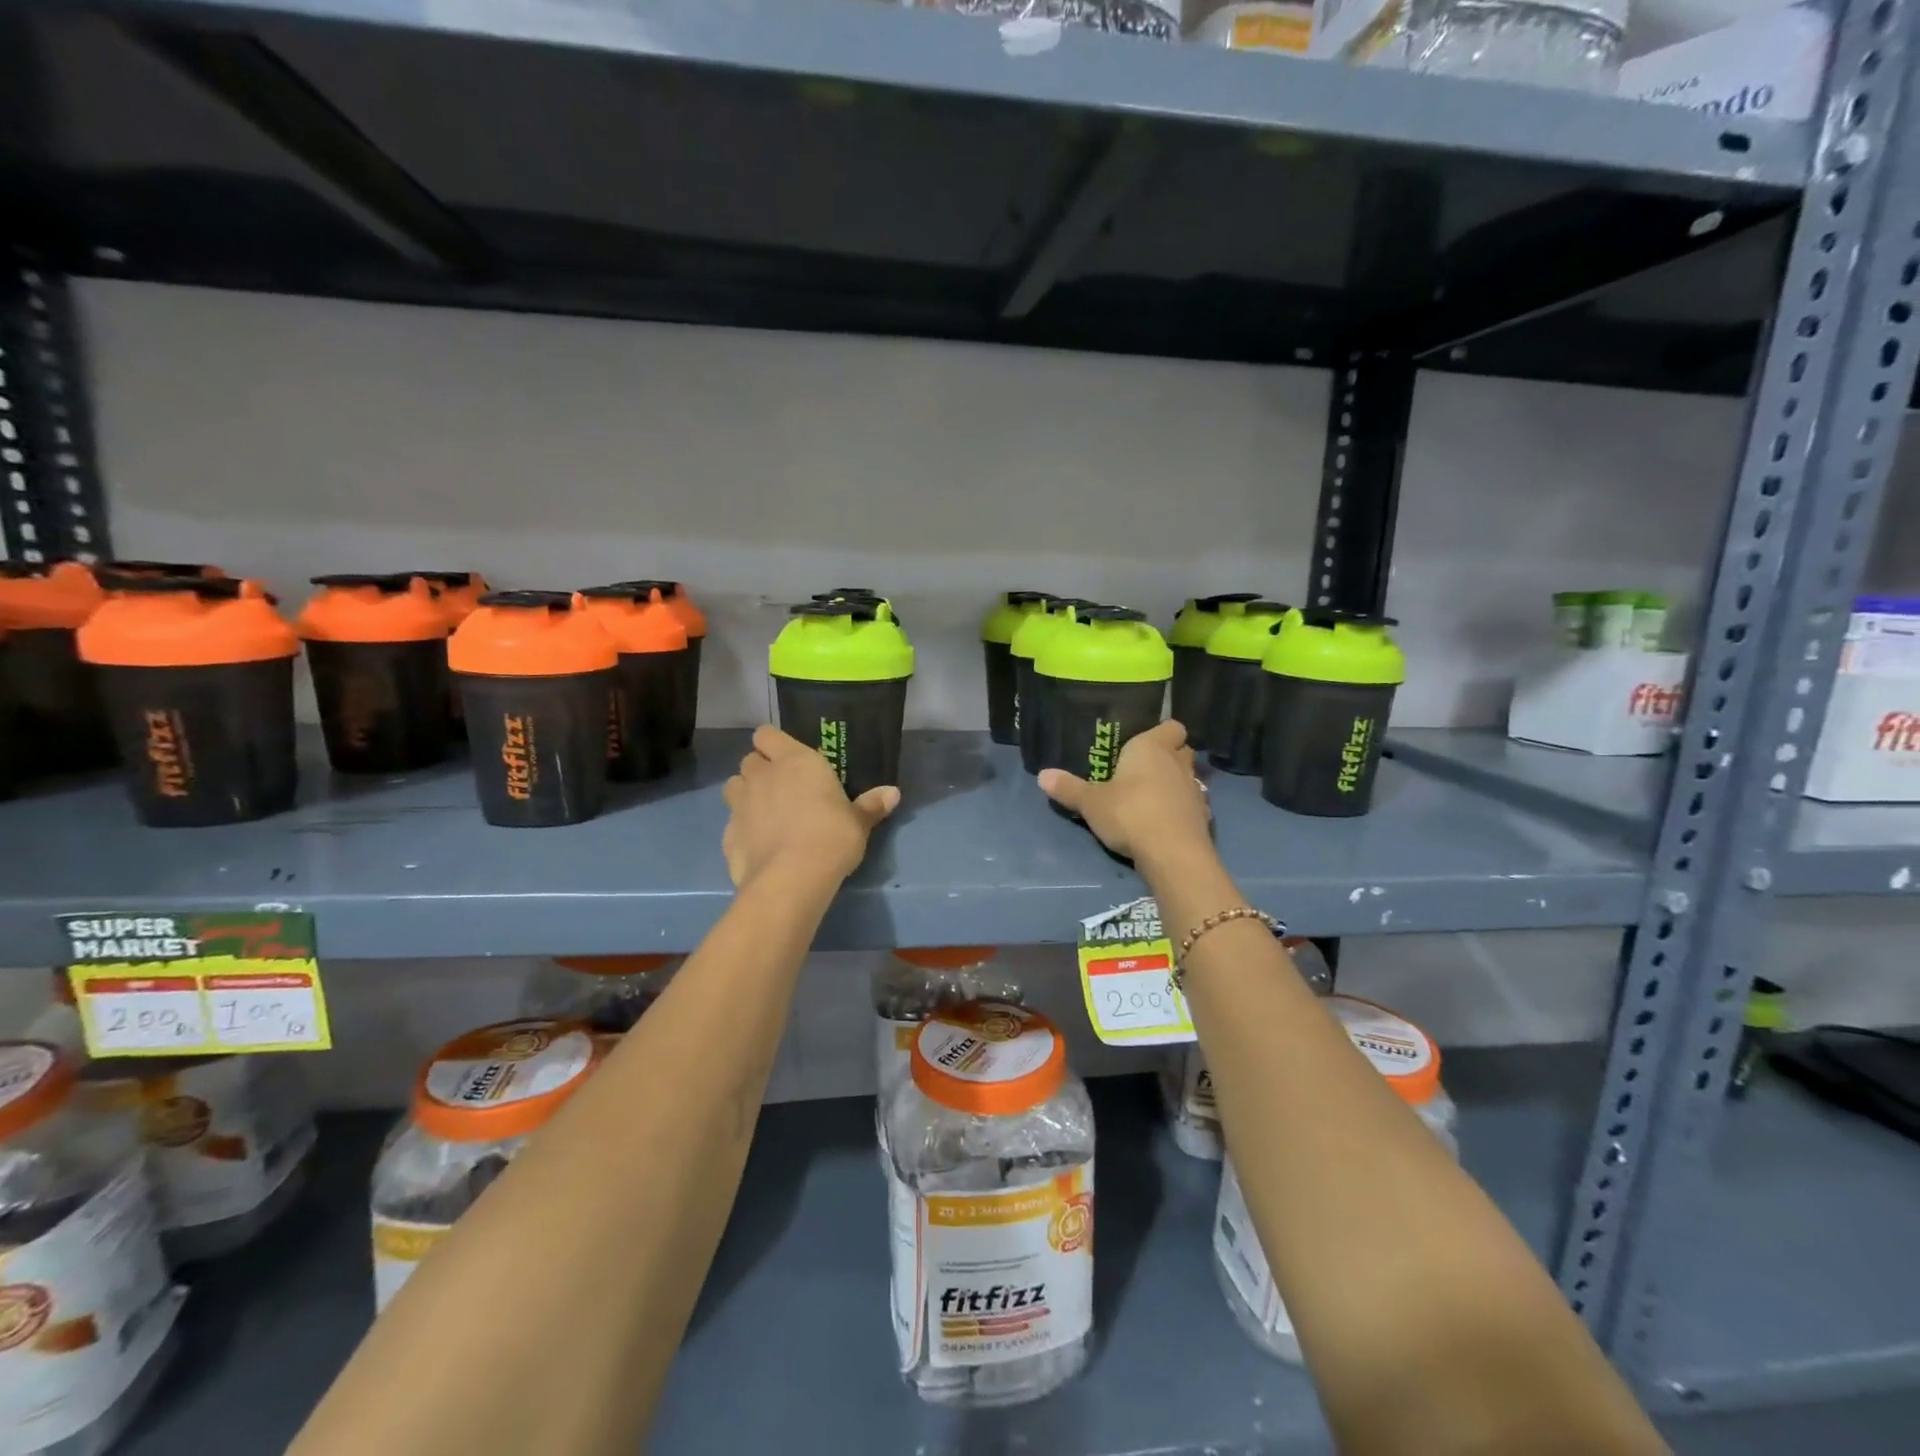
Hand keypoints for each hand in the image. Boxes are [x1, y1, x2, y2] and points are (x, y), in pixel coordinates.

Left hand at [721, 726, 899, 889]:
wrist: (791, 879)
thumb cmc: (832, 837)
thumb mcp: (859, 822)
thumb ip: (871, 805)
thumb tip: (893, 793)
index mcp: (795, 761)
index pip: (767, 734)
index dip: (773, 743)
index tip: (786, 756)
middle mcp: (763, 776)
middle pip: (750, 759)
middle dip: (761, 770)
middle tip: (782, 787)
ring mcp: (740, 805)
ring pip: (733, 786)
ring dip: (746, 794)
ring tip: (765, 812)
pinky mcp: (727, 835)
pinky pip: (732, 823)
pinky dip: (742, 829)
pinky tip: (759, 845)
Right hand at [1038, 719, 1210, 867]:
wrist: (1172, 853)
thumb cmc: (1129, 813)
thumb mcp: (1091, 802)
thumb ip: (1069, 788)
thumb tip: (1042, 775)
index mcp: (1152, 747)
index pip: (1171, 726)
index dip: (1161, 732)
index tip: (1145, 743)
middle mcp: (1178, 763)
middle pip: (1182, 749)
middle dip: (1169, 756)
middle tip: (1144, 769)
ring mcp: (1196, 790)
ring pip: (1189, 777)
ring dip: (1176, 784)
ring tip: (1153, 797)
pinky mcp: (1204, 817)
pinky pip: (1192, 805)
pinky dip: (1182, 810)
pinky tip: (1165, 822)